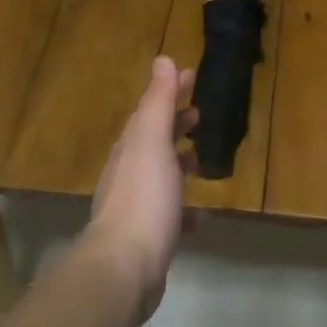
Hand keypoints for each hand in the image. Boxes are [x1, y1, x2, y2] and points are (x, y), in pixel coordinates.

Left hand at [83, 56, 195, 321]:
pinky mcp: (146, 237)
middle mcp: (128, 173)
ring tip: (201, 162)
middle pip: (153, 141)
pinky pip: (168, 215)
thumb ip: (157, 103)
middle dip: (174, 125)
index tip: (191, 76)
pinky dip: (183, 209)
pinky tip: (199, 217)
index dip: (170, 91)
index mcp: (131, 148)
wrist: (124, 266)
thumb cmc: (144, 198)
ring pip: (159, 176)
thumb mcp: (152, 142)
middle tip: (199, 114)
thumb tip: (162, 60)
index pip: (150, 110)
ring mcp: (135, 206)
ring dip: (178, 164)